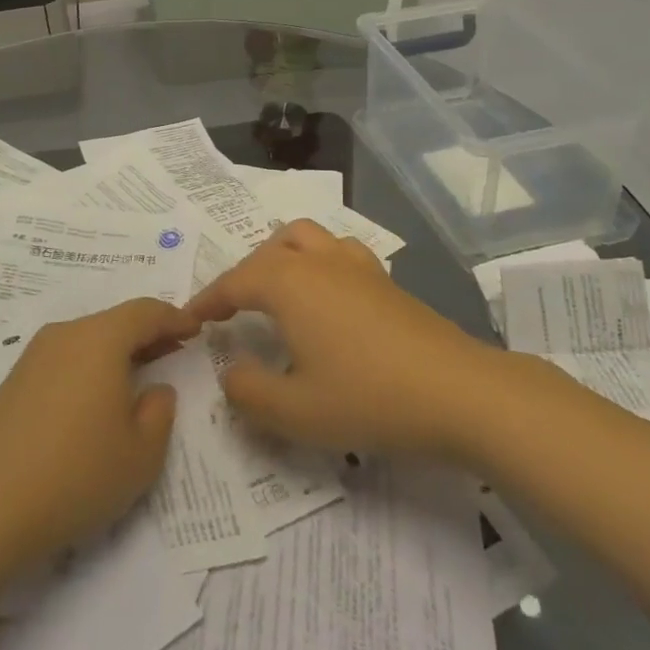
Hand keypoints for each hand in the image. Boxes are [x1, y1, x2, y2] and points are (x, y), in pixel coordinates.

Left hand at [0, 297, 198, 572]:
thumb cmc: (76, 474)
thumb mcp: (141, 454)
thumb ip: (159, 412)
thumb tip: (155, 389)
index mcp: (99, 339)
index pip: (145, 312)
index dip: (174, 318)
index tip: (195, 329)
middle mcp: (64, 335)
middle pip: (114, 322)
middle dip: (147, 335)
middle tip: (173, 352)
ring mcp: (33, 356)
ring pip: (87, 340)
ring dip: (116, 353)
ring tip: (138, 378)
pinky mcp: (13, 381)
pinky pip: (64, 360)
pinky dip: (89, 368)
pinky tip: (94, 401)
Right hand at [188, 219, 509, 458]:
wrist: (461, 393)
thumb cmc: (370, 398)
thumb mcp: (296, 411)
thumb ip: (248, 392)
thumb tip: (230, 373)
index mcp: (288, 283)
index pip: (233, 282)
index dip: (206, 301)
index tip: (187, 321)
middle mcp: (318, 262)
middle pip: (268, 250)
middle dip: (243, 275)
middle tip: (233, 312)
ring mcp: (357, 266)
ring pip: (306, 237)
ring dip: (281, 256)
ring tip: (277, 291)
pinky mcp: (386, 281)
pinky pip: (338, 252)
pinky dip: (317, 263)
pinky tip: (327, 299)